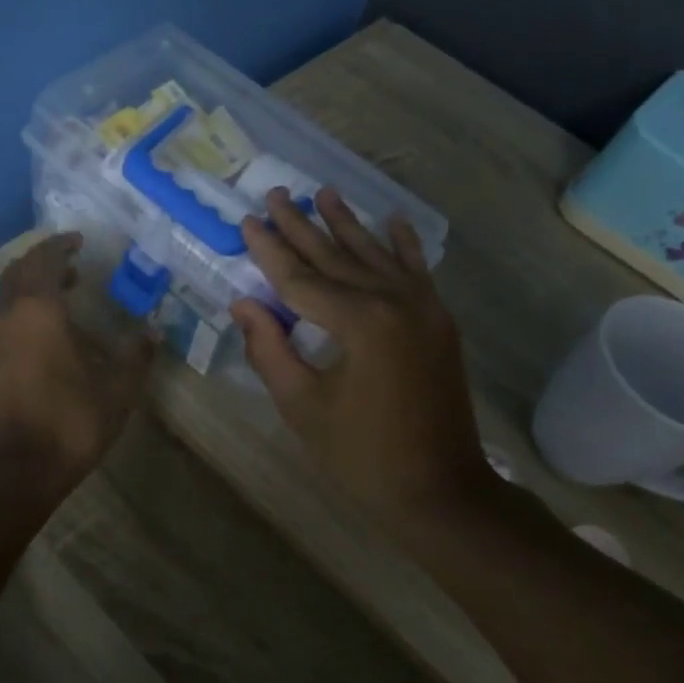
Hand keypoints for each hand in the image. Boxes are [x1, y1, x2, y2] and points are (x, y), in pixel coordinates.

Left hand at [0, 233, 153, 499]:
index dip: (60, 245)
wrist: (4, 475)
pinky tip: (34, 355)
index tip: (77, 241)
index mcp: (36, 311)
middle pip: (15, 275)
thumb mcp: (115, 393)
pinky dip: (15, 329)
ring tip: (56, 311)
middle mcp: (3, 320)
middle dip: (41, 266)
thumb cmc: (65, 424)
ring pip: (2, 306)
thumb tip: (150, 334)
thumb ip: (133, 358)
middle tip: (69, 271)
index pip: (43, 260)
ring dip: (27, 298)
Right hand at [230, 189, 493, 520]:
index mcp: (360, 323)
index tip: (248, 220)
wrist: (440, 490)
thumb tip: (243, 303)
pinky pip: (416, 273)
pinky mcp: (438, 322)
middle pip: (337, 257)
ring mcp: (423, 309)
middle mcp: (395, 302)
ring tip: (324, 193)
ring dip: (347, 224)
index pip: (301, 278)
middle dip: (302, 226)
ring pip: (375, 256)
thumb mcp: (302, 405)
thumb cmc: (361, 455)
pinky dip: (404, 245)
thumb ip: (269, 349)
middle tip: (276, 195)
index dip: (270, 251)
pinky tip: (393, 220)